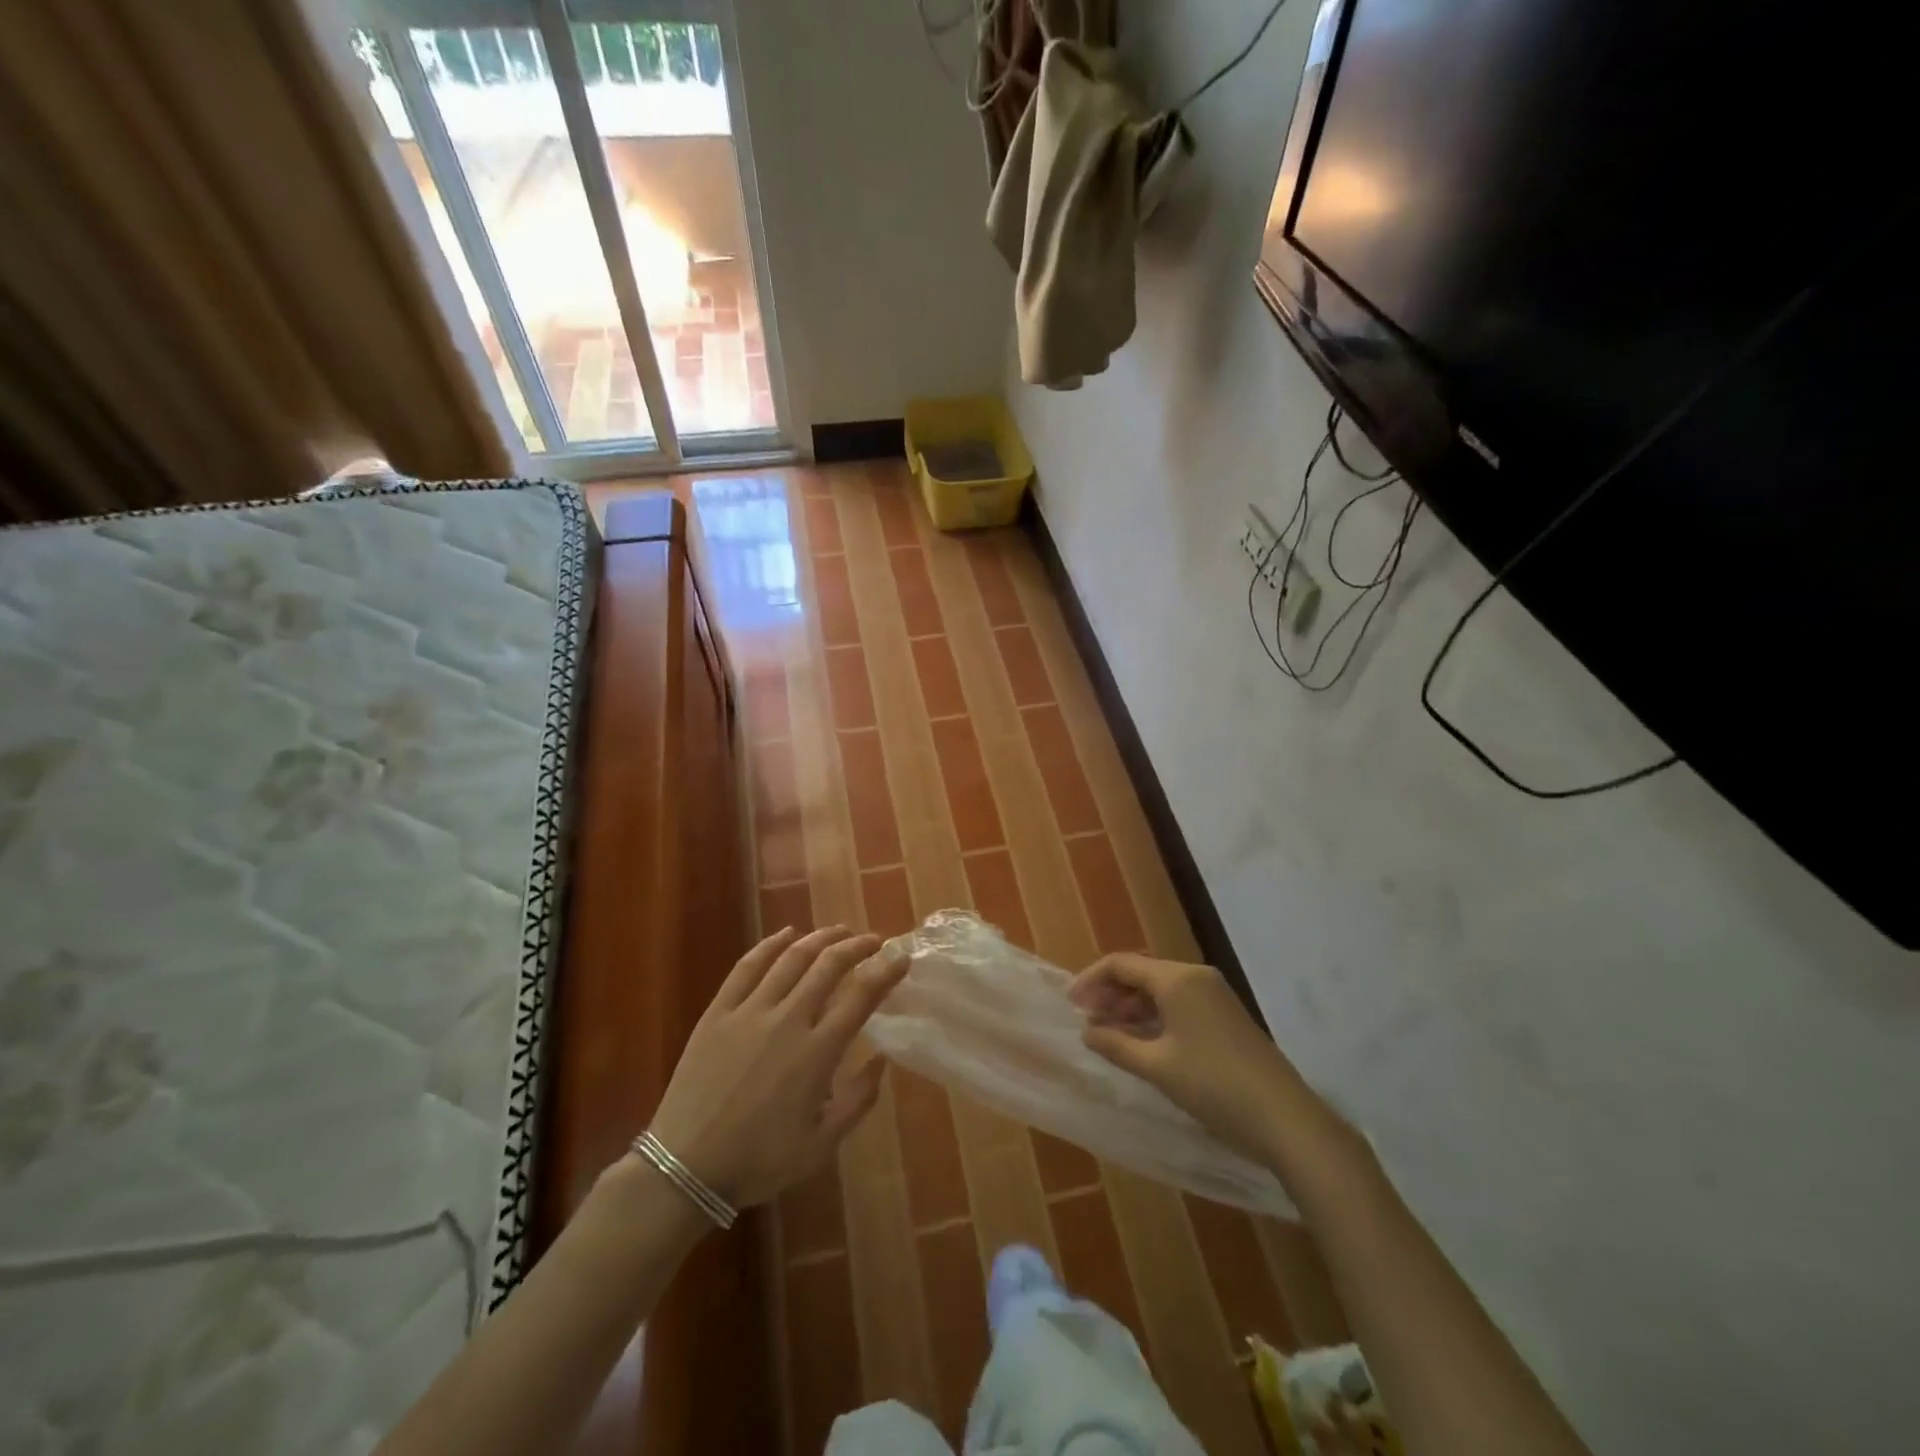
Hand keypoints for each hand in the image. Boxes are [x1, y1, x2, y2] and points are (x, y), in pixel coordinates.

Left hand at [647, 925, 907, 1207]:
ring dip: (820, 938)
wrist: (685, 1168)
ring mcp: (749, 1011)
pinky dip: (770, 944)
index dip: (886, 971)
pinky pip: (747, 966)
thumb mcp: (820, 1145)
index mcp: (816, 1053)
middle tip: (873, 940)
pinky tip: (786, 934)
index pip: (861, 996)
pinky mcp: (718, 1011)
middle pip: (828, 966)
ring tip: (839, 931)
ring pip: (791, 958)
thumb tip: (881, 1059)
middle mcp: (787, 1020)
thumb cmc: (758, 1161)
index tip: (901, 958)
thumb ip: (858, 1100)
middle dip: (857, 946)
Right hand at [1071, 952, 1302, 1159]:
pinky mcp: (1226, 1016)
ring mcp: (1215, 995)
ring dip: (1132, 1007)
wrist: (1286, 1118)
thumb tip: (1087, 1031)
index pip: (1122, 964)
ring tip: (1110, 1034)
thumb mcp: (1157, 1067)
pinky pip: (1180, 1003)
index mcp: (1177, 979)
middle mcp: (1196, 977)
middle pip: (1142, 973)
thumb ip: (1116, 1044)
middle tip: (1089, 1022)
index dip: (1092, 980)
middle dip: (1111, 994)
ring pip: (1161, 989)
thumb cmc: (1213, 1086)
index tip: (1071, 1005)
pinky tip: (1143, 1042)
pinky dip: (1155, 1017)